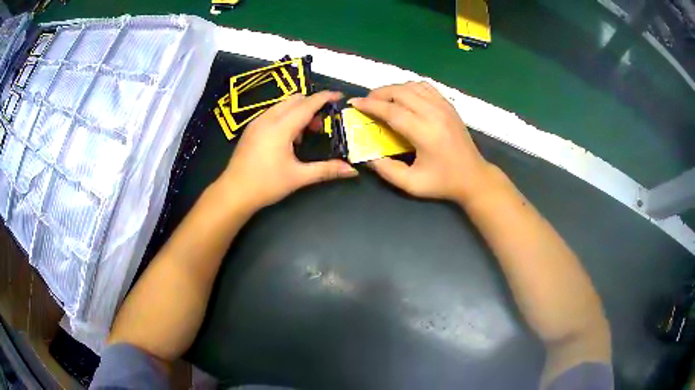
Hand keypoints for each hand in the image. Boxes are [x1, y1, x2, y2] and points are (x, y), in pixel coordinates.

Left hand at [219, 91, 357, 210]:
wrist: (233, 192)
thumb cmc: (266, 184)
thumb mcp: (298, 177)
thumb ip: (326, 170)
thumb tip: (352, 170)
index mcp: (280, 127)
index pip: (307, 104)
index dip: (325, 97)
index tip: (340, 96)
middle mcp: (268, 118)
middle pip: (295, 99)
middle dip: (312, 106)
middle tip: (321, 126)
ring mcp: (257, 122)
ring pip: (283, 105)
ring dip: (298, 112)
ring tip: (304, 135)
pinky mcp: (251, 129)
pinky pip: (273, 113)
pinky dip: (286, 117)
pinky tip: (287, 139)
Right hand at [349, 82, 493, 203]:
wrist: (474, 177)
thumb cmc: (443, 183)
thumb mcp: (411, 184)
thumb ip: (386, 170)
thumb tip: (366, 155)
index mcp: (425, 133)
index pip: (392, 111)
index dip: (370, 105)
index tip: (354, 103)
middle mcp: (435, 114)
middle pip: (401, 92)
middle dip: (379, 93)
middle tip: (367, 102)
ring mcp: (444, 107)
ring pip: (413, 86)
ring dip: (394, 89)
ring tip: (383, 99)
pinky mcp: (449, 105)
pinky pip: (425, 87)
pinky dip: (410, 87)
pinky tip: (403, 97)